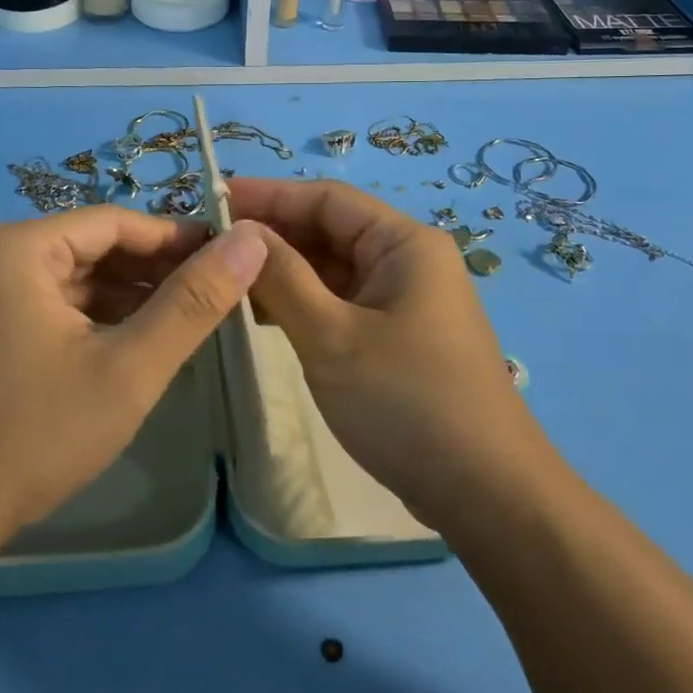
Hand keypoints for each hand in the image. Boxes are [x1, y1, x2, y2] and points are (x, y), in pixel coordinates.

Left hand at [0, 207, 269, 554]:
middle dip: (152, 272)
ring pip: (69, 281)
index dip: (176, 239)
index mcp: (17, 247)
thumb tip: (250, 240)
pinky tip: (129, 347)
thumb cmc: (33, 433)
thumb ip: (193, 302)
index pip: (115, 222)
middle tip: (212, 298)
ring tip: (182, 325)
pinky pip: (46, 307)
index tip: (228, 261)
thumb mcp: (129, 367)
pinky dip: (90, 321)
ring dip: (125, 299)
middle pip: (90, 248)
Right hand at [229, 178, 537, 524]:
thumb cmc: (407, 402)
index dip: (268, 195)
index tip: (211, 200)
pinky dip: (300, 303)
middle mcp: (406, 261)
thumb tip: (239, 232)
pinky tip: (256, 314)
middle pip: (328, 231)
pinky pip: (338, 303)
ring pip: (330, 270)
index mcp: (404, 243)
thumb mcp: (332, 337)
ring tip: (221, 278)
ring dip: (281, 272)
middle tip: (206, 246)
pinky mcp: (394, 337)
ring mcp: (401, 301)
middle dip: (270, 235)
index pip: (326, 199)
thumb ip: (282, 278)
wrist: (487, 496)